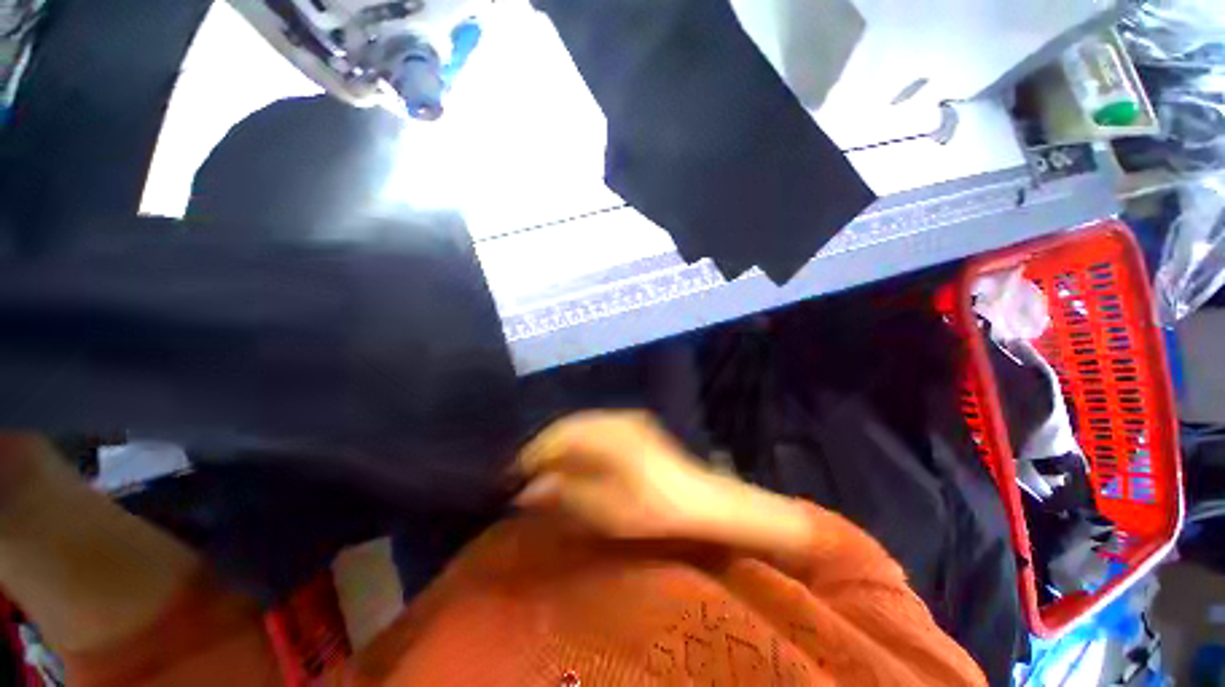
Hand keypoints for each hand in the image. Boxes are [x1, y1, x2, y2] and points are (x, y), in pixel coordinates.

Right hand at [515, 411, 720, 539]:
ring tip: (549, 466)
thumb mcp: (604, 509)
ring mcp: (627, 418)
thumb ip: (564, 494)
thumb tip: (527, 490)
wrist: (699, 500)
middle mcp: (614, 418)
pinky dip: (581, 440)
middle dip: (546, 446)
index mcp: (606, 435)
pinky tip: (577, 457)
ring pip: (582, 423)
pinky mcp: (635, 424)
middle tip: (529, 471)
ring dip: (563, 442)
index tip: (515, 474)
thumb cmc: (651, 509)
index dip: (533, 453)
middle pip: (568, 425)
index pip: (557, 436)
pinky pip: (597, 425)